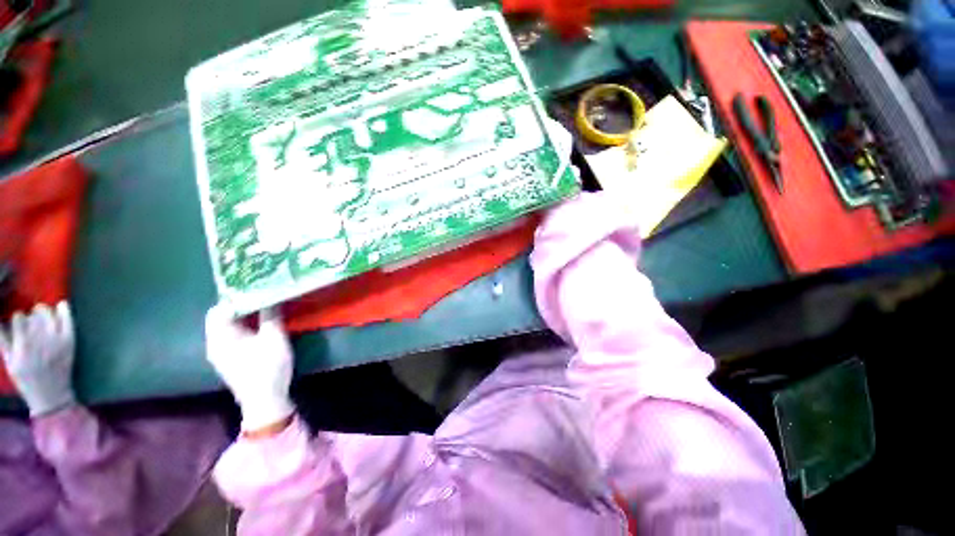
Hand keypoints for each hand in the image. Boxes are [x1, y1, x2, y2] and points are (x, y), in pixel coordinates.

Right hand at [0, 301, 76, 415]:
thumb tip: (1, 321)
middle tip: (33, 319)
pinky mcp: (69, 341)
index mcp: (23, 345)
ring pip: (50, 314)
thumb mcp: (10, 362)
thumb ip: (4, 341)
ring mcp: (56, 340)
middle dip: (33, 314)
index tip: (19, 322)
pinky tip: (62, 305)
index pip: (19, 318)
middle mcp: (39, 340)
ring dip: (46, 312)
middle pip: (35, 314)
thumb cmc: (27, 379)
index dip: (19, 318)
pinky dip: (64, 310)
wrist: (51, 395)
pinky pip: (68, 320)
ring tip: (43, 315)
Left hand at [205, 305, 294, 432]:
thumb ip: (270, 315)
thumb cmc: (268, 367)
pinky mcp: (230, 359)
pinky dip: (244, 327)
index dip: (237, 297)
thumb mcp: (274, 337)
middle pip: (222, 317)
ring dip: (244, 316)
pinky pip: (233, 336)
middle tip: (263, 296)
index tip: (257, 289)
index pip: (220, 309)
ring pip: (228, 327)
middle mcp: (215, 343)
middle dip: (241, 305)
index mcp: (220, 337)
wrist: (265, 400)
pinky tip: (260, 326)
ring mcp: (221, 353)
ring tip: (264, 307)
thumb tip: (271, 295)